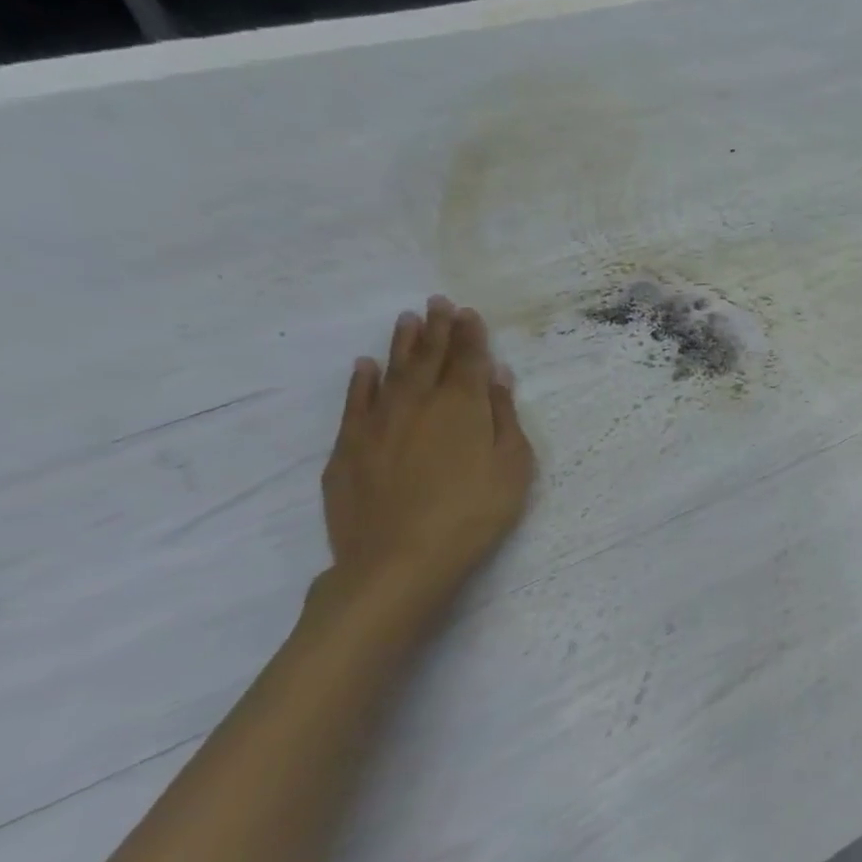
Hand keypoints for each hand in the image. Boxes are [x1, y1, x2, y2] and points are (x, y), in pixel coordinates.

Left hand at [321, 296, 536, 605]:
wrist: (399, 559)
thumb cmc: (474, 513)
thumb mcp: (512, 467)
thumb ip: (505, 418)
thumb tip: (498, 377)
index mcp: (463, 407)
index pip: (469, 361)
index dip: (471, 335)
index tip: (469, 312)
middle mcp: (418, 404)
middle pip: (429, 358)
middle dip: (437, 329)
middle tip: (438, 302)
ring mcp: (378, 423)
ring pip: (391, 372)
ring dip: (401, 344)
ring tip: (407, 319)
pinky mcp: (348, 447)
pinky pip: (356, 402)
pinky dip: (361, 381)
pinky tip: (365, 366)